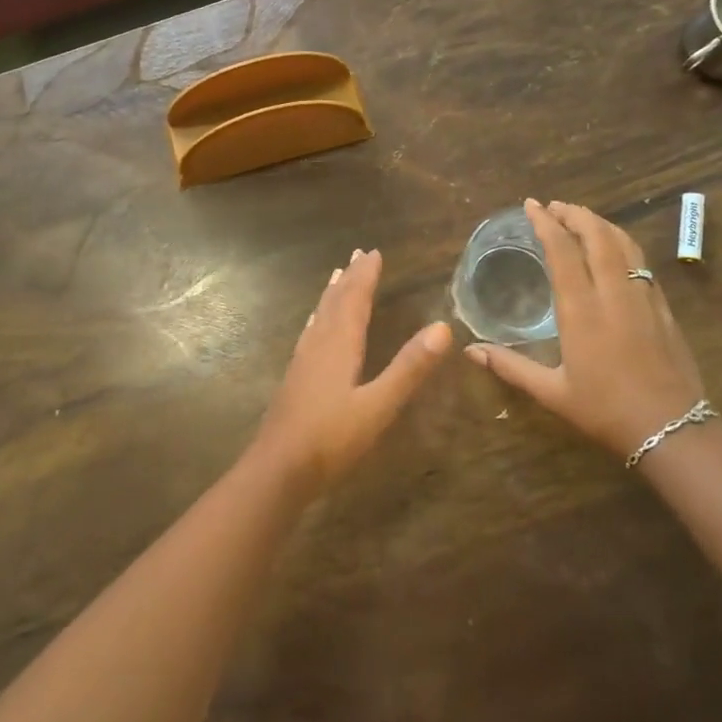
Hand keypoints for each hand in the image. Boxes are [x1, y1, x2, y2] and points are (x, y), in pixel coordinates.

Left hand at [250, 249, 451, 494]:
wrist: (278, 468)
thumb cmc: (331, 439)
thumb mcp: (378, 406)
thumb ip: (408, 368)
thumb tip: (443, 328)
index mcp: (339, 345)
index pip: (354, 300)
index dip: (365, 276)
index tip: (374, 253)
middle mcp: (319, 344)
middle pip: (335, 302)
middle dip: (349, 278)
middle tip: (358, 254)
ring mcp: (303, 361)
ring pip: (320, 316)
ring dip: (332, 294)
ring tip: (337, 276)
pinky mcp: (295, 377)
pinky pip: (310, 333)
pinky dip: (318, 319)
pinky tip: (314, 326)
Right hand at [465, 200, 704, 459]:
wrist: (673, 429)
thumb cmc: (605, 410)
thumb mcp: (552, 392)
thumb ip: (510, 367)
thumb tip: (470, 350)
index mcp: (581, 310)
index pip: (562, 251)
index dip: (546, 224)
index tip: (532, 206)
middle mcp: (612, 294)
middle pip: (597, 237)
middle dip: (575, 214)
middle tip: (554, 206)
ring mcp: (642, 297)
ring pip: (624, 245)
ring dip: (601, 224)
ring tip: (581, 217)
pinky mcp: (663, 307)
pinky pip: (640, 262)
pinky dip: (622, 244)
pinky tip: (614, 250)